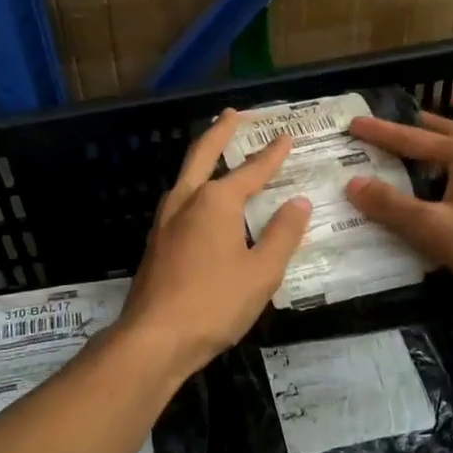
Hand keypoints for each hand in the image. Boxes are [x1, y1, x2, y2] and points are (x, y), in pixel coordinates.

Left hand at [117, 110, 312, 379]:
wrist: (154, 339)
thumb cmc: (214, 303)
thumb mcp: (262, 272)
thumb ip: (282, 234)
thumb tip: (298, 202)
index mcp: (215, 201)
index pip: (252, 170)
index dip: (272, 154)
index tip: (286, 136)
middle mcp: (186, 201)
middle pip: (203, 154)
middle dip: (220, 131)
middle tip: (233, 113)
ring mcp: (165, 221)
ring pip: (186, 176)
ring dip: (202, 156)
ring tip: (217, 151)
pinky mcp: (156, 243)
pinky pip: (180, 201)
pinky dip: (195, 187)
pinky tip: (201, 203)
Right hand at [346, 114, 452, 318]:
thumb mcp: (433, 226)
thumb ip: (391, 205)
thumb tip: (353, 184)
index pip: (415, 137)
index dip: (382, 132)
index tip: (354, 124)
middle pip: (444, 137)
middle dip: (415, 131)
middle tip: (387, 130)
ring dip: (430, 158)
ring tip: (404, 164)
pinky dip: (441, 184)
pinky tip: (432, 203)